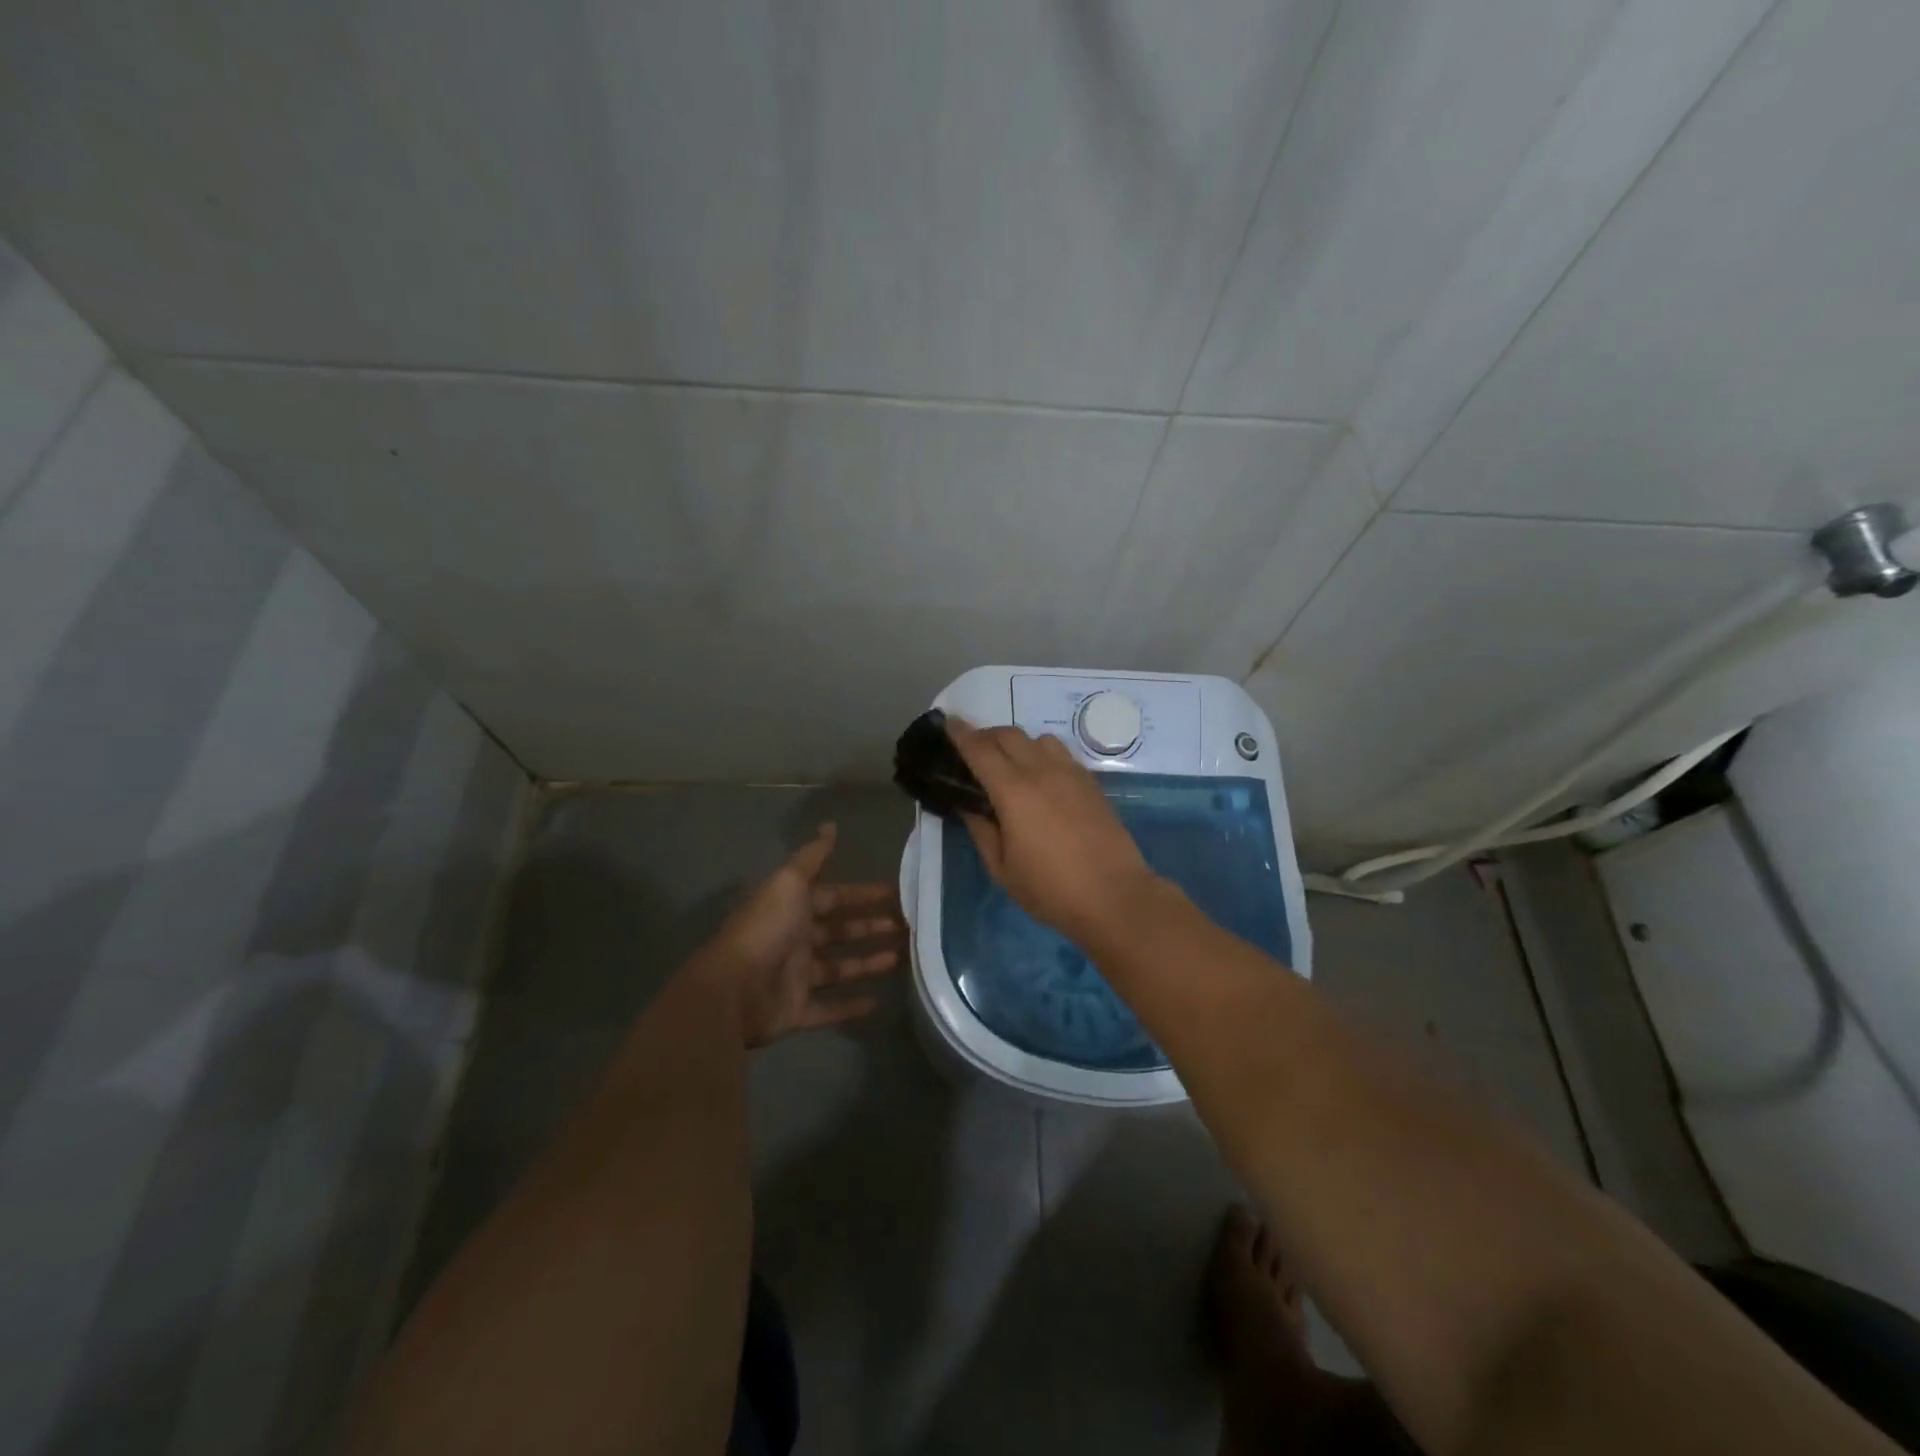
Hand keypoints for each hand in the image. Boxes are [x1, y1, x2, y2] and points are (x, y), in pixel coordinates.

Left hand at [702, 824, 901, 1047]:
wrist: (733, 989)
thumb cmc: (766, 929)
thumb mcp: (789, 882)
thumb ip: (812, 857)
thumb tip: (831, 825)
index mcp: (792, 908)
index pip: (834, 897)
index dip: (862, 894)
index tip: (895, 893)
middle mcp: (795, 940)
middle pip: (839, 931)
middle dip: (870, 927)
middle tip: (905, 926)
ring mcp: (796, 977)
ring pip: (839, 968)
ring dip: (868, 963)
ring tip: (900, 958)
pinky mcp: (797, 1011)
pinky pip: (829, 1008)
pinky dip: (851, 1006)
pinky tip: (878, 1002)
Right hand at [947, 720, 1159, 944]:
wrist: (1114, 896)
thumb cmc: (1051, 889)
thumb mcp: (1002, 869)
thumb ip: (982, 831)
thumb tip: (970, 806)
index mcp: (1013, 791)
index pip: (980, 750)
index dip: (961, 734)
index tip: (948, 722)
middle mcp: (1042, 771)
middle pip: (1009, 735)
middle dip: (986, 736)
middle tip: (974, 752)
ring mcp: (1071, 774)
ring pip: (1038, 738)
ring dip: (1018, 743)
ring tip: (1010, 765)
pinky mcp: (1091, 783)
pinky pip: (1061, 753)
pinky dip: (1042, 754)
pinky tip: (1041, 778)